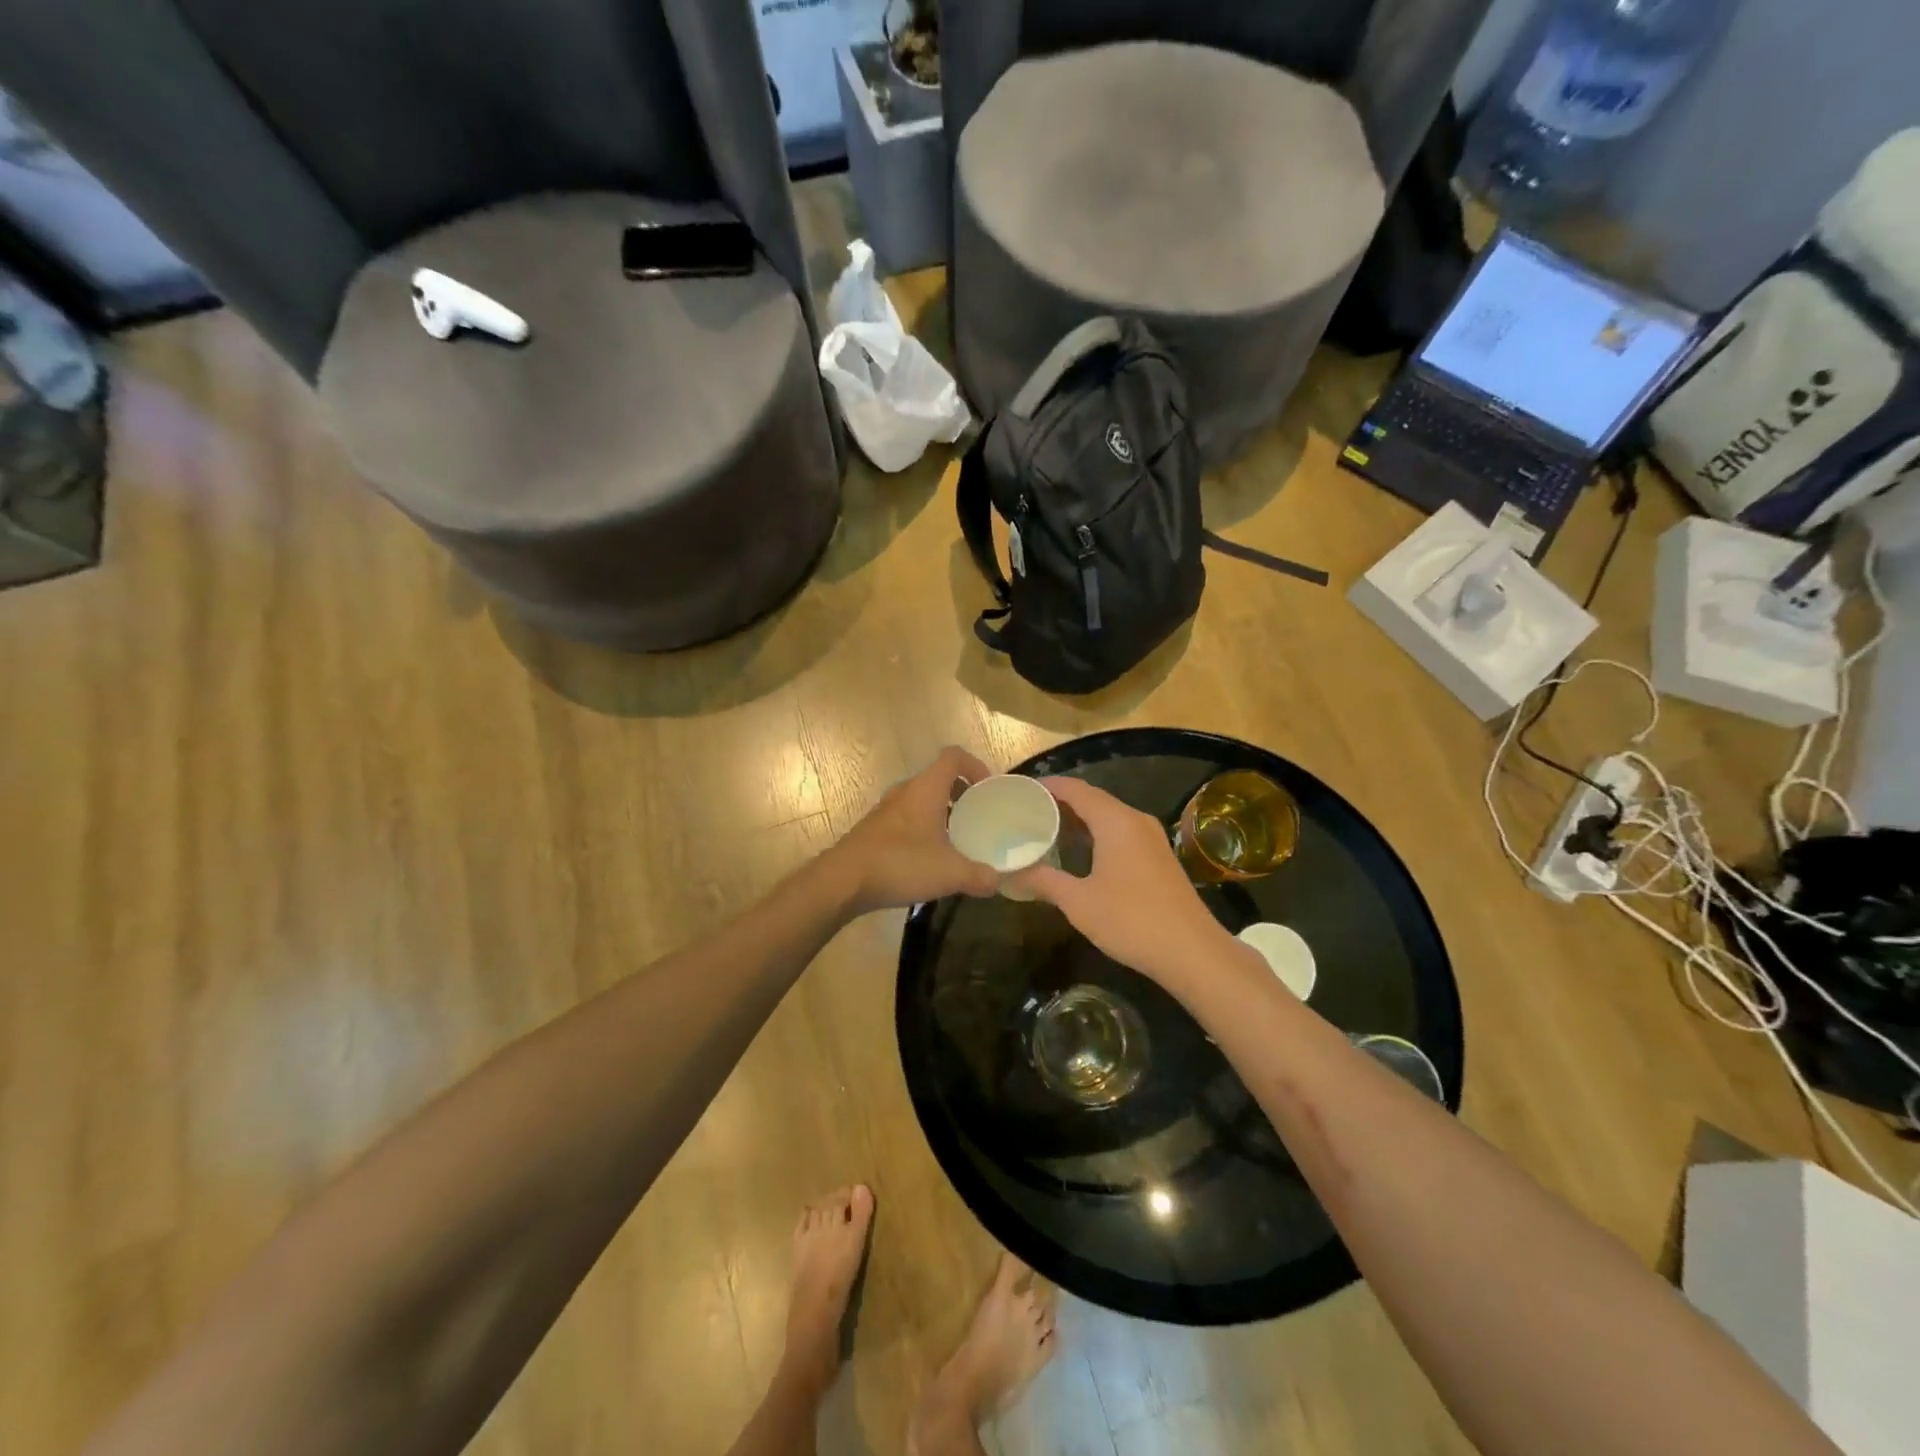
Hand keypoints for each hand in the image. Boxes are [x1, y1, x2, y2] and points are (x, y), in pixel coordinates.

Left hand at [832, 747, 1002, 912]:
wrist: (843, 881)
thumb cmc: (900, 864)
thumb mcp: (949, 873)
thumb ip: (979, 876)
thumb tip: (998, 881)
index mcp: (926, 789)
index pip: (953, 756)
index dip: (975, 766)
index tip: (988, 789)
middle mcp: (905, 791)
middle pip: (938, 778)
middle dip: (961, 794)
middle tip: (978, 817)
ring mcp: (886, 810)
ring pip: (921, 800)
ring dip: (941, 813)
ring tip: (957, 840)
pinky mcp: (874, 830)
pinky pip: (906, 819)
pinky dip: (923, 829)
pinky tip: (929, 859)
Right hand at [1009, 778, 1248, 989]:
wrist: (1192, 952)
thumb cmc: (1131, 921)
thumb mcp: (1079, 902)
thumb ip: (1044, 881)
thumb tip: (1011, 873)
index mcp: (1116, 821)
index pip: (1076, 790)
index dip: (1048, 786)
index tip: (1021, 790)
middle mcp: (1135, 820)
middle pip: (1093, 799)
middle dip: (1060, 803)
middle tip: (1027, 812)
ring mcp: (1151, 838)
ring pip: (1108, 816)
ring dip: (1078, 820)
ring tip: (1045, 829)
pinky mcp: (1158, 856)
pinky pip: (1120, 832)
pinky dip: (1096, 834)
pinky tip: (1078, 853)